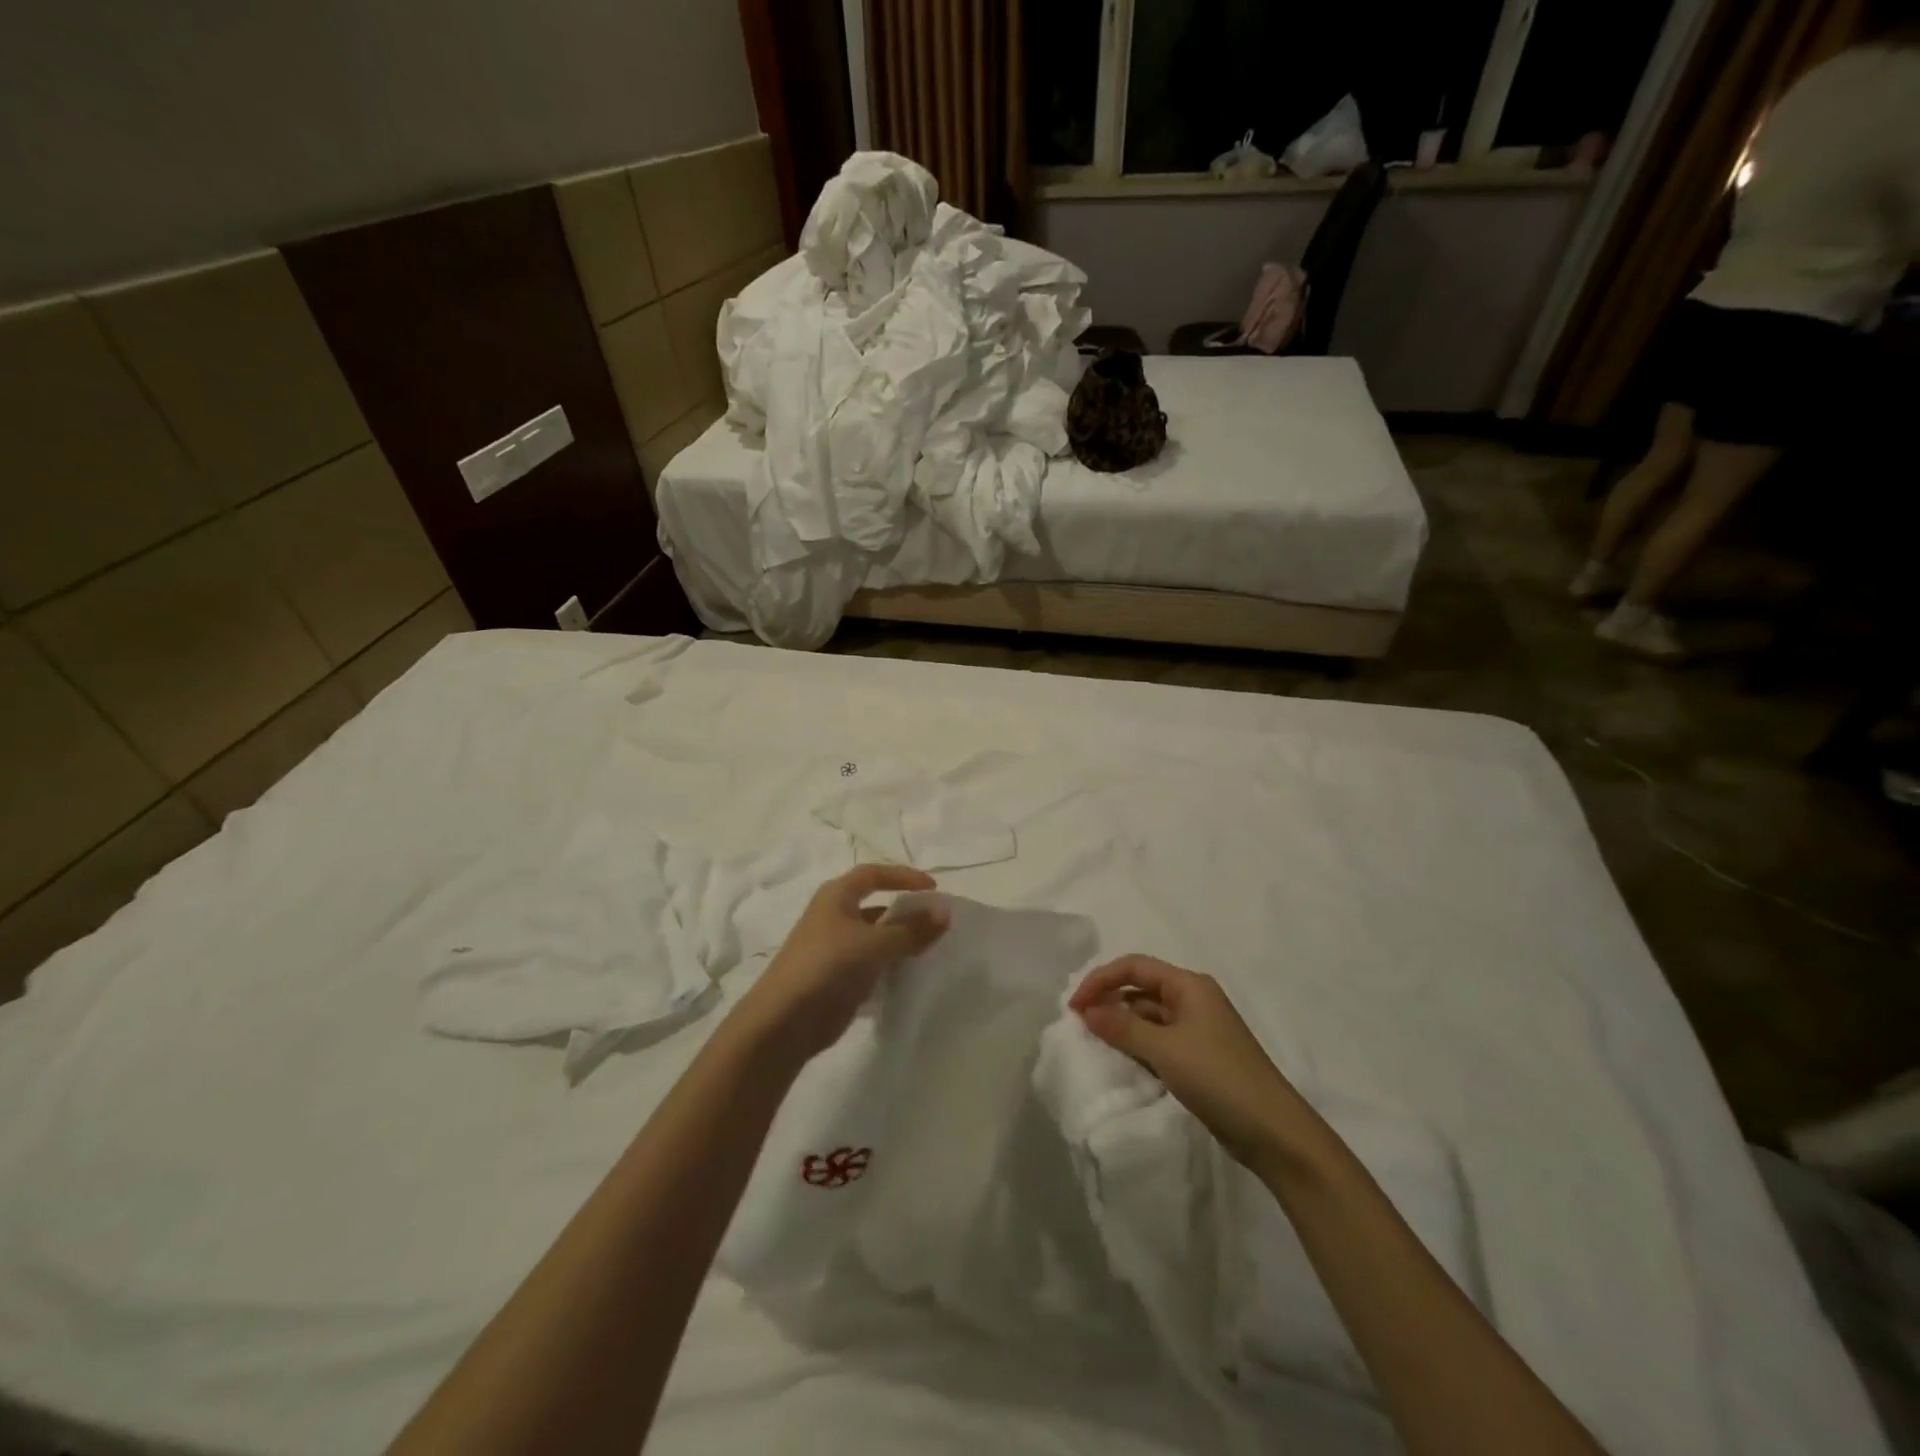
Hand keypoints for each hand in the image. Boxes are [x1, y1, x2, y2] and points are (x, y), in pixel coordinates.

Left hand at [739, 865, 949, 1058]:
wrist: (785, 1021)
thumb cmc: (828, 966)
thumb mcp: (875, 944)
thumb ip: (911, 930)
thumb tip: (945, 913)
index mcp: (836, 896)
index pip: (874, 874)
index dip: (903, 876)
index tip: (933, 889)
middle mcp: (833, 916)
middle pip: (875, 905)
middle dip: (905, 912)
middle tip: (936, 922)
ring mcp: (834, 948)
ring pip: (874, 937)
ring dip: (899, 941)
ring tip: (930, 949)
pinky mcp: (837, 978)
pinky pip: (871, 963)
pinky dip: (890, 965)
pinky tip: (910, 976)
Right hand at [1070, 954, 1306, 1166]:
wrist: (1272, 1131)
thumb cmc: (1218, 1077)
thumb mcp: (1164, 1049)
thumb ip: (1122, 1027)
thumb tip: (1087, 1011)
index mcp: (1189, 985)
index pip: (1134, 966)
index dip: (1101, 980)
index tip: (1075, 1006)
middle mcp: (1193, 1000)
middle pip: (1141, 988)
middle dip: (1109, 1002)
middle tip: (1080, 1026)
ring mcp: (1198, 1030)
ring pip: (1149, 1017)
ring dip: (1122, 1026)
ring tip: (1096, 1046)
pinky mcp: (1199, 1058)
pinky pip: (1159, 1041)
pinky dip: (1138, 1047)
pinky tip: (1123, 1064)